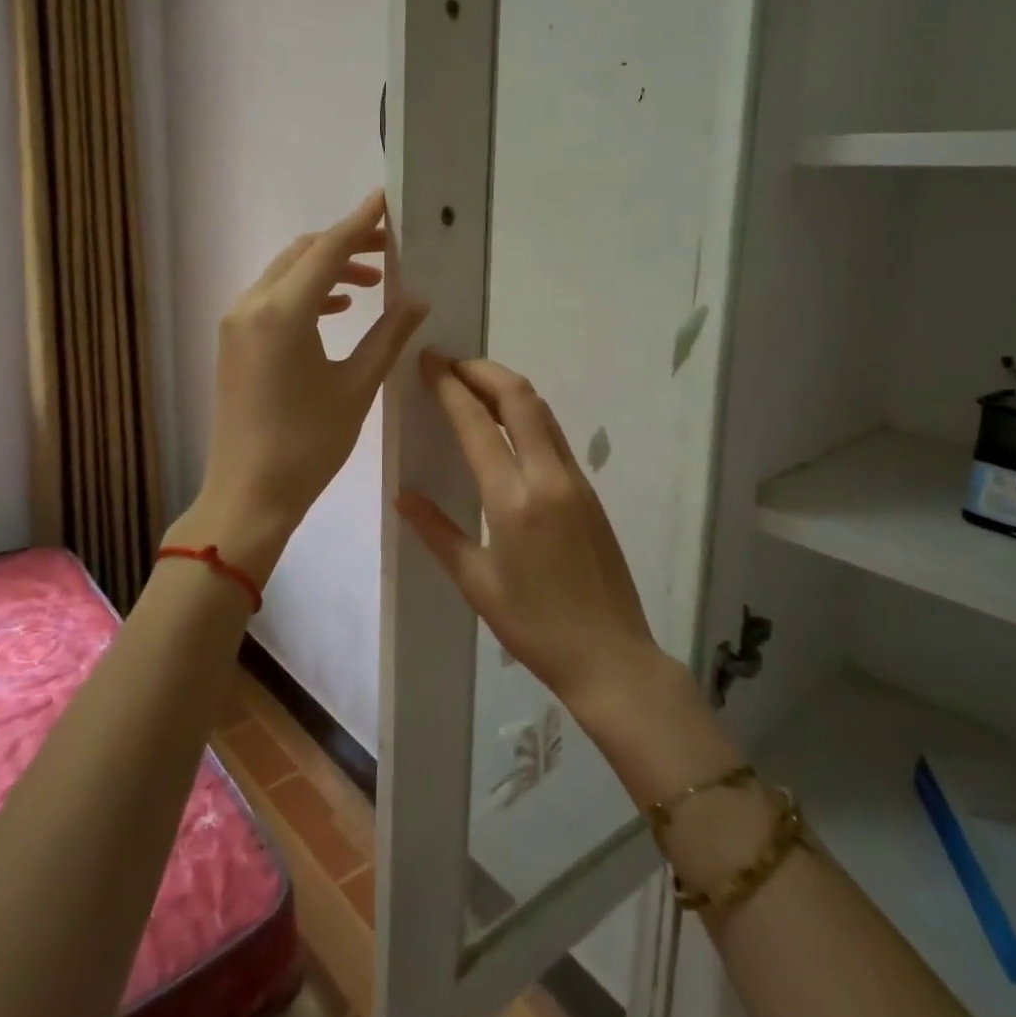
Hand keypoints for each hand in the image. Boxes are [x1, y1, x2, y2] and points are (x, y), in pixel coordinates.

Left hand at [188, 190, 427, 582]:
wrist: (248, 494)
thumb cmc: (308, 445)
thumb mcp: (357, 386)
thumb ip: (388, 335)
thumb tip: (417, 299)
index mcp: (283, 312)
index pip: (328, 249)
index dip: (361, 223)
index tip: (387, 200)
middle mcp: (251, 305)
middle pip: (303, 253)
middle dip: (346, 244)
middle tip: (391, 249)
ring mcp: (236, 323)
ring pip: (285, 274)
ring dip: (326, 268)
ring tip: (372, 283)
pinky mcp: (234, 342)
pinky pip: (272, 298)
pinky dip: (306, 293)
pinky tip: (337, 309)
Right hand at [396, 351, 665, 714]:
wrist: (611, 656)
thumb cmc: (535, 627)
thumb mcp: (477, 584)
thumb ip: (438, 532)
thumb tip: (403, 496)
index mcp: (513, 499)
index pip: (476, 423)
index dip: (449, 385)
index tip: (427, 360)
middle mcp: (548, 476)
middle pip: (519, 397)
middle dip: (482, 370)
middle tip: (449, 363)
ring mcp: (575, 480)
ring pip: (541, 411)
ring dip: (506, 387)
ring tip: (472, 384)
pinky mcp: (589, 490)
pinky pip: (553, 435)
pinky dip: (525, 413)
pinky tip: (505, 425)